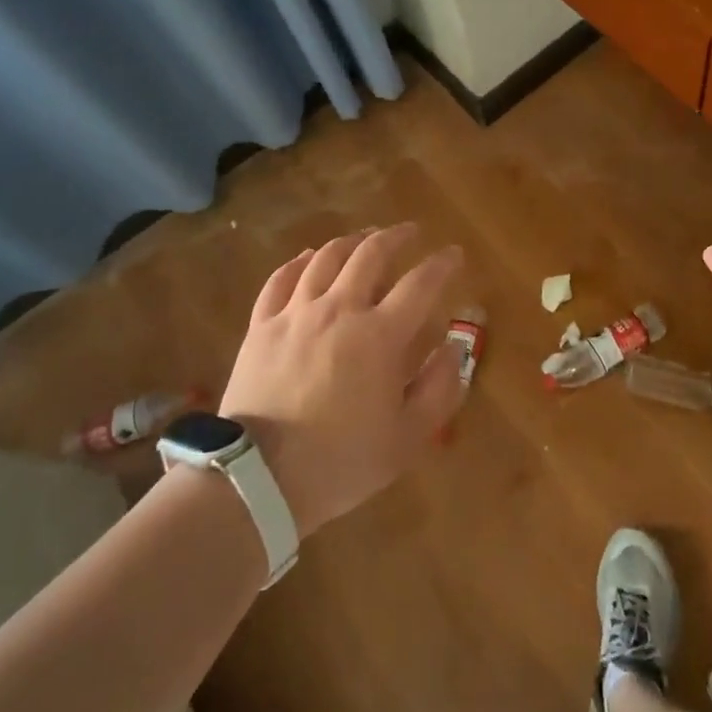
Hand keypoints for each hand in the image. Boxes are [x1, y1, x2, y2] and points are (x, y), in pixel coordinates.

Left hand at [219, 224, 464, 538]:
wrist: (258, 479)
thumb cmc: (341, 461)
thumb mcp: (407, 438)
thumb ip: (439, 389)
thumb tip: (453, 349)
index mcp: (380, 336)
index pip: (421, 283)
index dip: (442, 264)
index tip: (453, 253)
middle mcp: (340, 310)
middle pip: (371, 254)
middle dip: (396, 236)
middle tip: (410, 232)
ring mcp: (296, 313)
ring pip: (326, 257)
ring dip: (351, 241)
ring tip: (365, 237)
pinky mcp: (262, 325)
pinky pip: (282, 278)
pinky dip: (300, 261)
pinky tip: (309, 257)